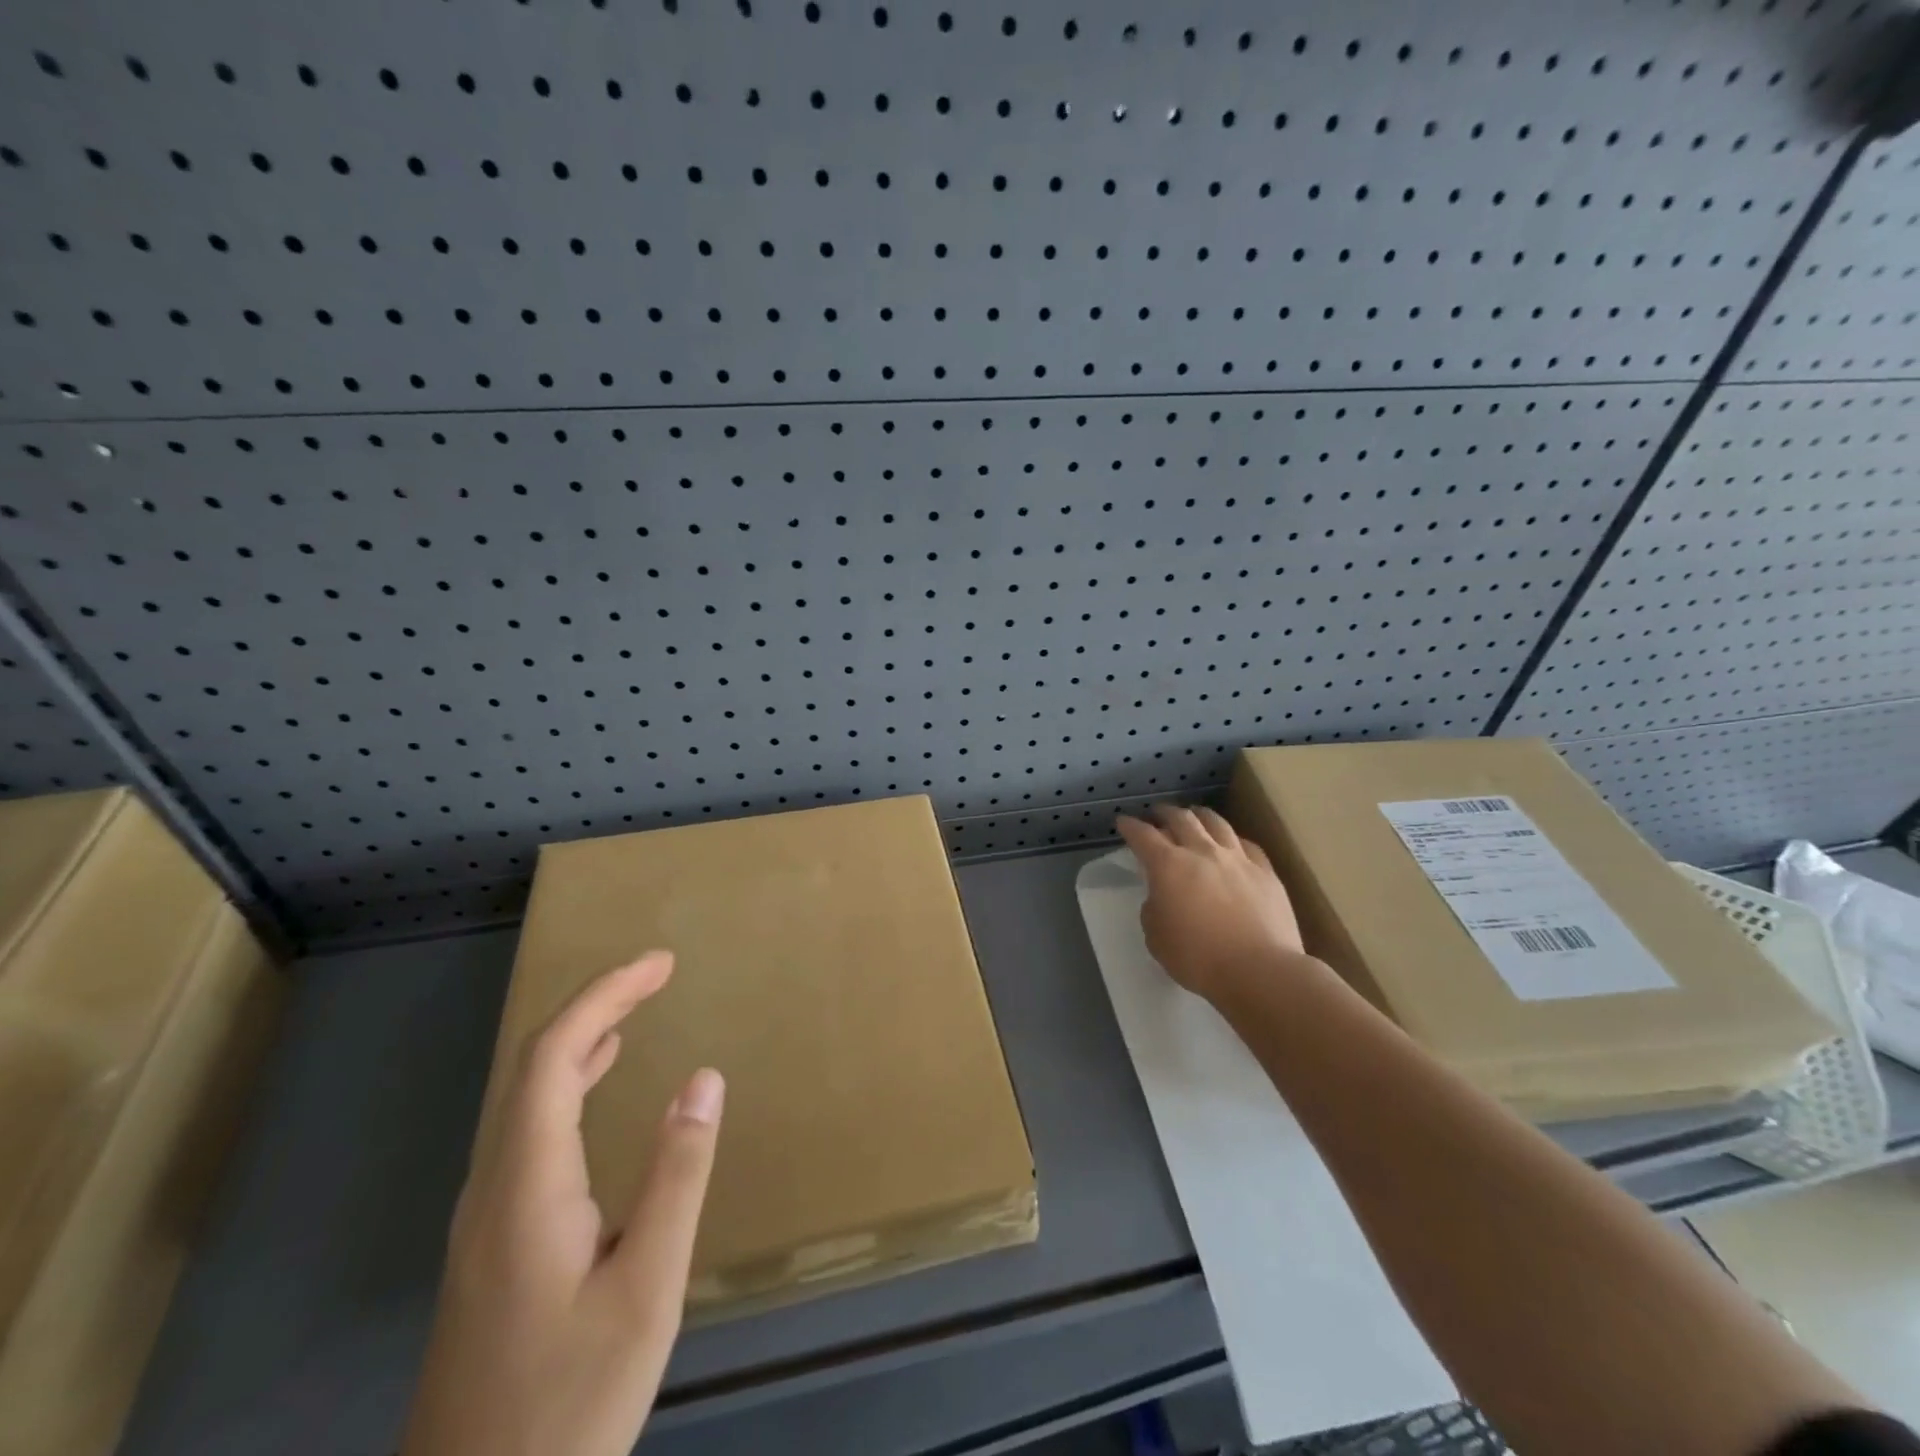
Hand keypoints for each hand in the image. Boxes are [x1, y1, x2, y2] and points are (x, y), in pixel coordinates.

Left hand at [400, 952, 723, 1455]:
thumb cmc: (567, 1406)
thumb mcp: (646, 1290)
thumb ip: (677, 1176)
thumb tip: (704, 1078)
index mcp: (526, 1186)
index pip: (553, 1056)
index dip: (604, 995)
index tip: (661, 964)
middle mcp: (492, 1188)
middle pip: (532, 1067)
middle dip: (595, 1005)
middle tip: (656, 974)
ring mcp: (483, 1219)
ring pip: (523, 1100)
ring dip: (578, 1041)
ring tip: (631, 1012)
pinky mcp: (490, 1245)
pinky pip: (525, 1132)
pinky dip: (565, 1085)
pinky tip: (591, 1090)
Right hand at [1116, 805, 1308, 1003]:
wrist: (1260, 970)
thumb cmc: (1198, 958)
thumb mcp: (1156, 938)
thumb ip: (1153, 910)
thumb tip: (1162, 898)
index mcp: (1169, 866)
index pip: (1143, 836)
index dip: (1130, 826)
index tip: (1123, 822)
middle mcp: (1202, 852)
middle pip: (1181, 819)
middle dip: (1164, 813)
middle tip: (1157, 814)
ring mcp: (1238, 859)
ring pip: (1216, 823)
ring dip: (1200, 816)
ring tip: (1194, 815)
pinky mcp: (1265, 871)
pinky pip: (1246, 844)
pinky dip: (1232, 839)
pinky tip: (1231, 843)